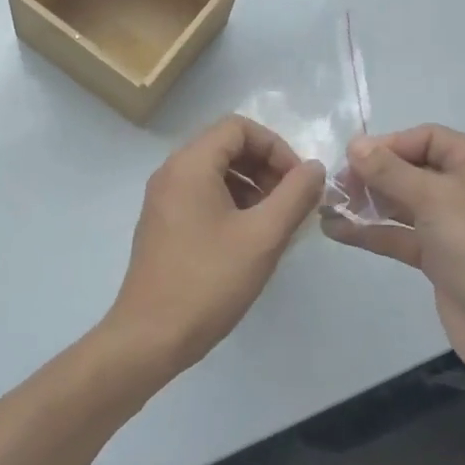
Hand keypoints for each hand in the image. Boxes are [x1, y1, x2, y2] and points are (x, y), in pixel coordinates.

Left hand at [102, 115, 324, 380]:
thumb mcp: (263, 237)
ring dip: (251, 186)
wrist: (150, 336)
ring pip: (215, 172)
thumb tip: (314, 168)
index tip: (298, 182)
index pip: (238, 127)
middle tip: (292, 202)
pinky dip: (231, 203)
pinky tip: (251, 238)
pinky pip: (202, 195)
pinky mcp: (163, 224)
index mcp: (190, 165)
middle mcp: (171, 172)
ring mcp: (163, 199)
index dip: (275, 146)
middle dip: (265, 166)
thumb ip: (295, 195)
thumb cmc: (209, 281)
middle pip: (226, 146)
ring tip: (276, 222)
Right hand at [322, 125, 464, 392]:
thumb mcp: (434, 198)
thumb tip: (355, 144)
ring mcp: (454, 225)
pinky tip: (336, 230)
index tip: (350, 160)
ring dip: (367, 204)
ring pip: (403, 204)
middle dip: (373, 175)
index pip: (426, 138)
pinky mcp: (440, 257)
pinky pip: (401, 235)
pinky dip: (372, 232)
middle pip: (412, 169)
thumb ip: (389, 170)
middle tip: (335, 186)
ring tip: (326, 206)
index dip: (388, 145)